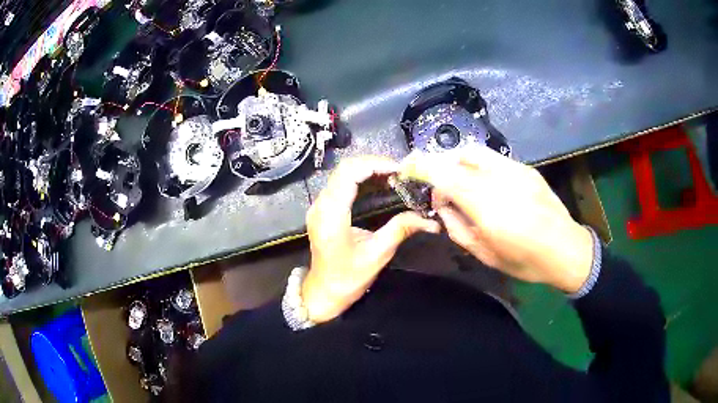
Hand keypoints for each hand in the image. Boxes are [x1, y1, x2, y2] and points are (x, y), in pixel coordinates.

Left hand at [303, 156, 440, 322]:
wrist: (323, 293)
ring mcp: (319, 206)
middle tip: (401, 173)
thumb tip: (429, 219)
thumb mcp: (377, 254)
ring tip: (395, 176)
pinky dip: (361, 180)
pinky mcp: (323, 210)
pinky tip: (380, 186)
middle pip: (345, 168)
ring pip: (342, 174)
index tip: (401, 170)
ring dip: (368, 170)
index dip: (376, 165)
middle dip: (375, 164)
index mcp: (331, 214)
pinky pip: (341, 184)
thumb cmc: (347, 278)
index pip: (349, 173)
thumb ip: (401, 229)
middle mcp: (321, 204)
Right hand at [400, 146, 592, 293]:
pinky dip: (477, 166)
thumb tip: (442, 204)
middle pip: (460, 156)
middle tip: (436, 185)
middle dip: (440, 163)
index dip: (421, 166)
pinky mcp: (527, 169)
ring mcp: (517, 170)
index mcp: (488, 207)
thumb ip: (457, 226)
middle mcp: (501, 180)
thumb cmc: (524, 261)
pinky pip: (493, 159)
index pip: (446, 174)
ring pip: (476, 152)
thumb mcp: (484, 253)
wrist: (566, 250)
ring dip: (458, 162)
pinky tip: (482, 184)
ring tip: (458, 183)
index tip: (407, 167)